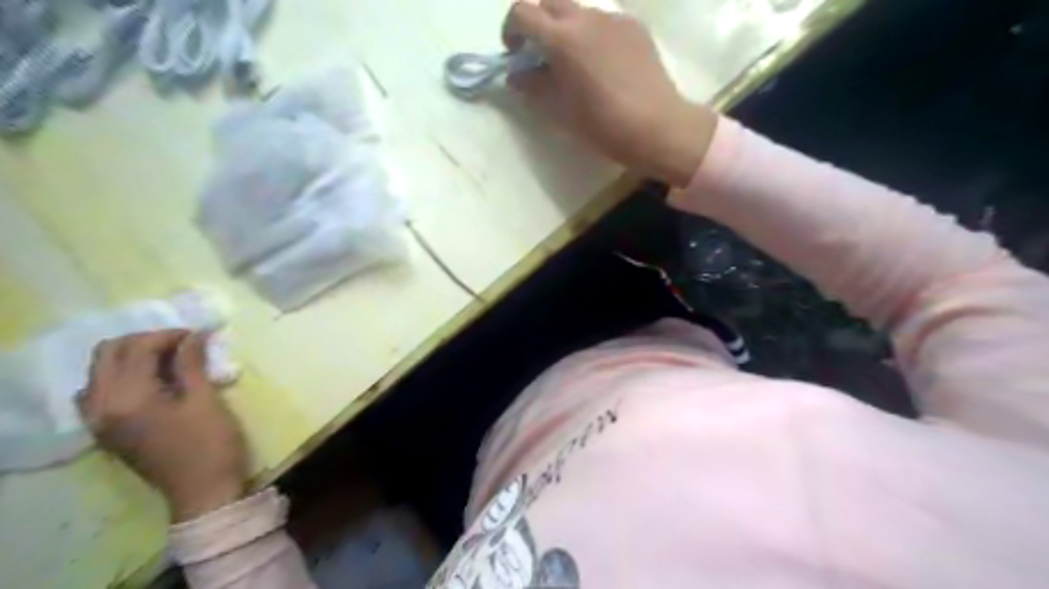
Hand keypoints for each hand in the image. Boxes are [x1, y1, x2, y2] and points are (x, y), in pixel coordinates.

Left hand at [78, 329, 247, 520]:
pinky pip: (99, 391)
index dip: (169, 335)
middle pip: (108, 353)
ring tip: (169, 360)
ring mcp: (97, 420)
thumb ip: (191, 364)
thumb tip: (193, 334)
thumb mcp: (205, 400)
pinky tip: (150, 381)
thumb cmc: (210, 444)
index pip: (137, 348)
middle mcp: (101, 406)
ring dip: (131, 356)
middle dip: (146, 341)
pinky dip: (121, 376)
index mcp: (127, 398)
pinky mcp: (105, 430)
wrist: (202, 491)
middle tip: (183, 344)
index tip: (199, 336)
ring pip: (100, 370)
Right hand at [503, 0, 718, 184]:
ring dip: (566, 28)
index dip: (511, 30)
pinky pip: (604, 21)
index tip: (515, 53)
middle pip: (550, 3)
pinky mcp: (635, 28)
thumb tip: (516, 74)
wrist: (656, 126)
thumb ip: (532, 86)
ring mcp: (614, 19)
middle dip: (537, 23)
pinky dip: (592, 35)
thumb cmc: (602, 124)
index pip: (522, 13)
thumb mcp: (559, 110)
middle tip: (540, 55)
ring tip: (574, 63)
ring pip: (579, 11)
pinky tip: (603, 65)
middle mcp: (586, 18)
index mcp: (562, 38)